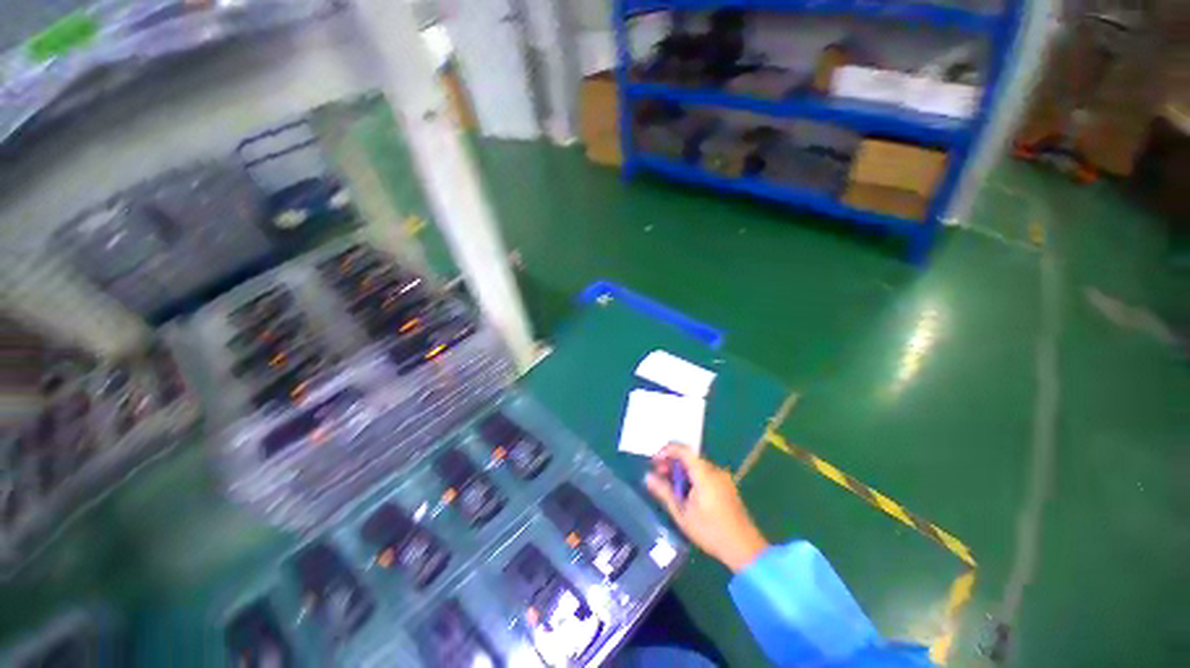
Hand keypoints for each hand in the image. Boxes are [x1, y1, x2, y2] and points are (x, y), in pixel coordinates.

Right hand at [645, 444, 768, 572]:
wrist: (744, 549)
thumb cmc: (710, 531)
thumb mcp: (682, 513)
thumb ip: (664, 492)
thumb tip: (648, 477)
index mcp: (704, 474)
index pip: (683, 450)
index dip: (667, 451)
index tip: (654, 461)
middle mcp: (714, 470)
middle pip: (689, 457)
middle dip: (672, 462)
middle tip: (658, 475)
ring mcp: (722, 477)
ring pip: (696, 465)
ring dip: (681, 471)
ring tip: (669, 486)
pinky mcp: (726, 486)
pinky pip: (705, 473)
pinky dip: (692, 477)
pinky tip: (685, 492)